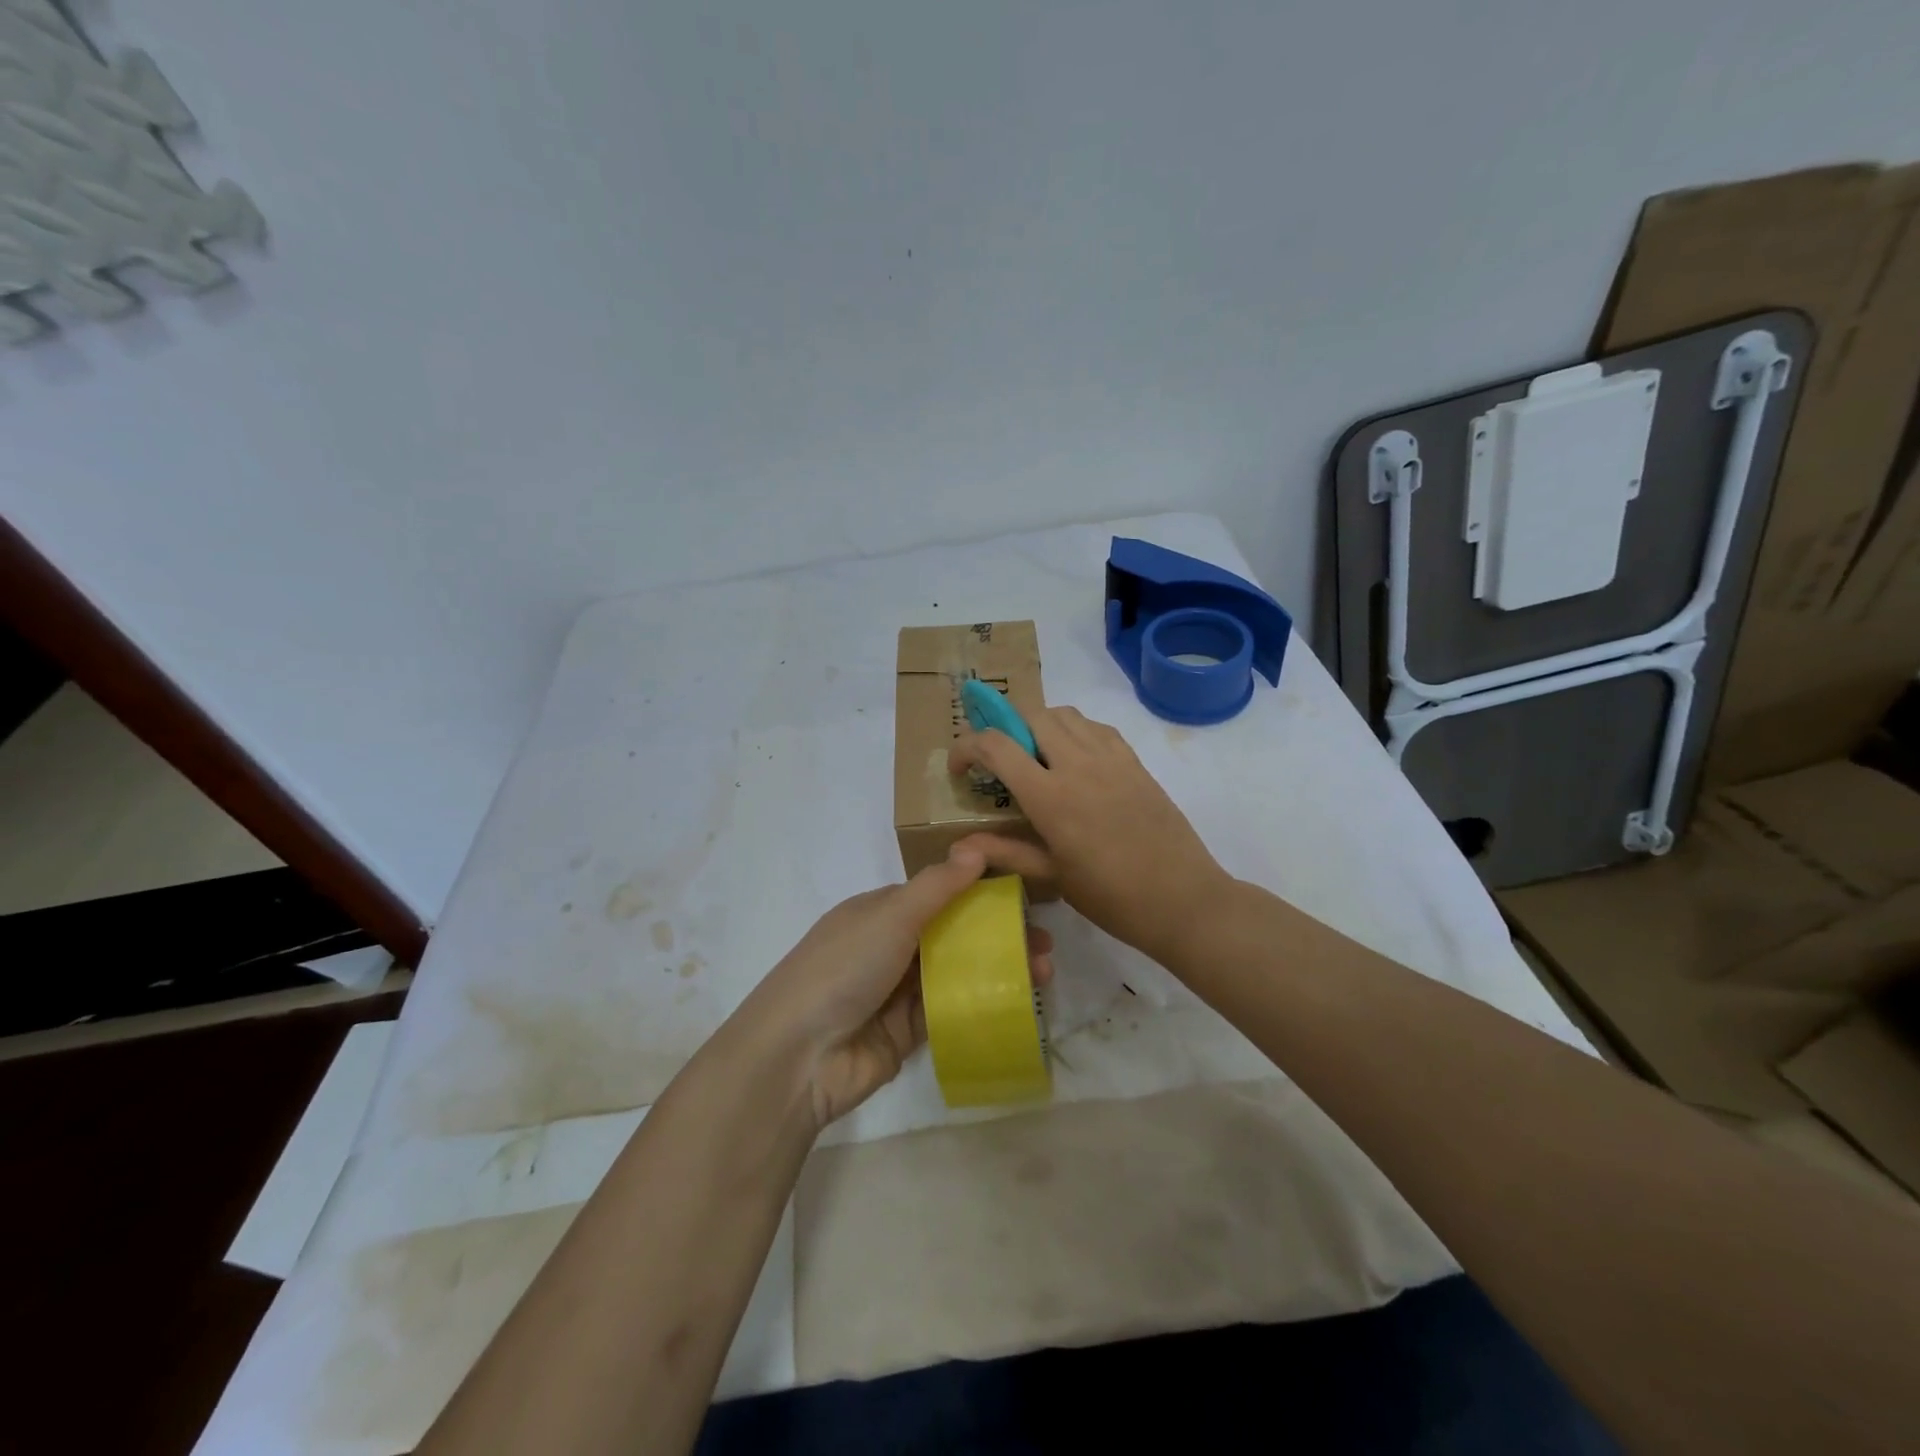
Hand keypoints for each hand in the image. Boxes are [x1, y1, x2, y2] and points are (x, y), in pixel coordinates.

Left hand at [737, 847, 1053, 1130]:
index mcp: (881, 911)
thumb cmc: (843, 968)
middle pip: (955, 933)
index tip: (1024, 893)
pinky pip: (953, 1010)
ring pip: (959, 972)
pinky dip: (984, 1003)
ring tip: (1044, 972)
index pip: (939, 892)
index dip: (980, 890)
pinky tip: (1020, 1001)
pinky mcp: (909, 1032)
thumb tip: (977, 847)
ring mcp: (899, 991)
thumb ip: (937, 886)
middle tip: (1044, 942)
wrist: (798, 1056)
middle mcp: (891, 946)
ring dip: (999, 968)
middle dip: (999, 933)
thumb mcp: (890, 916)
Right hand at [948, 705, 1233, 963]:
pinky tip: (1075, 760)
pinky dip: (1075, 730)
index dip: (967, 747)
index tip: (959, 768)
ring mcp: (1111, 759)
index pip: (996, 745)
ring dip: (1040, 724)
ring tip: (1035, 756)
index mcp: (1051, 796)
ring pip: (1065, 714)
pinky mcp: (1135, 762)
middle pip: (1031, 715)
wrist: (1184, 900)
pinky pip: (1097, 727)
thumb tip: (961, 843)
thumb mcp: (1053, 876)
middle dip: (1004, 728)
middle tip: (999, 760)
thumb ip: (1006, 851)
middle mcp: (1078, 765)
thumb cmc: (1112, 897)